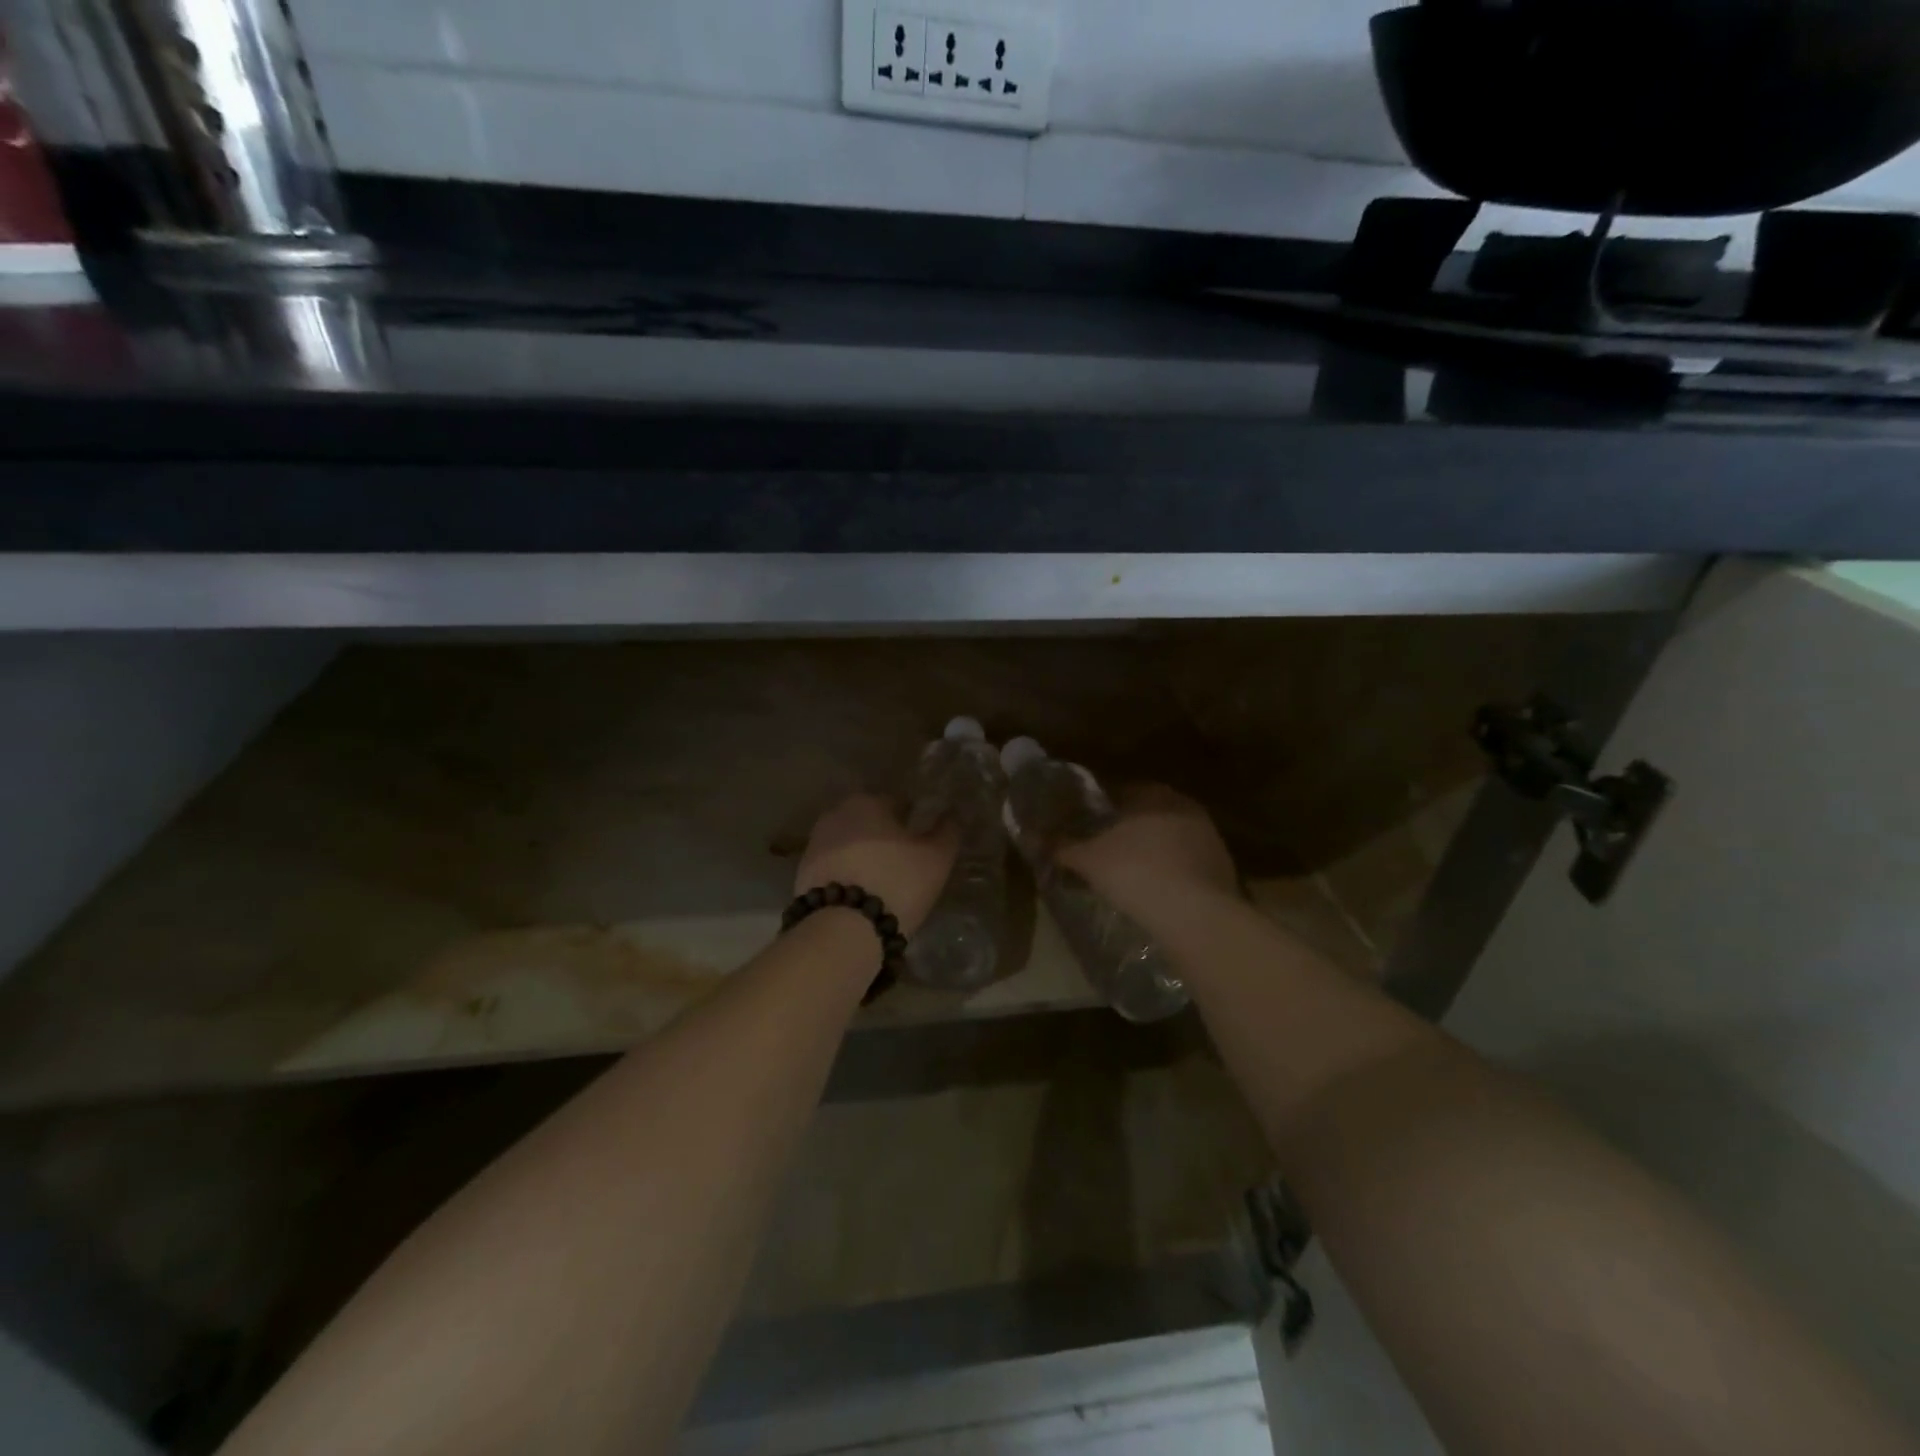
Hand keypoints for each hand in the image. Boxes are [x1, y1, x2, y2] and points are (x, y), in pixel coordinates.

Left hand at [795, 793, 958, 936]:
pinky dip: (847, 875)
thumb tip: (953, 814)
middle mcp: (835, 813)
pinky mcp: (802, 873)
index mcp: (867, 801)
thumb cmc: (896, 882)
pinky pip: (834, 867)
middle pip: (869, 822)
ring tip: (883, 883)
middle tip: (904, 864)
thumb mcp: (936, 858)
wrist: (842, 929)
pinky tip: (861, 895)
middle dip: (884, 837)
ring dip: (864, 856)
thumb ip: (948, 831)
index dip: (913, 821)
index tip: (923, 843)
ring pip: (849, 844)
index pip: (898, 802)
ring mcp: (814, 843)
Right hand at [1056, 784, 1239, 928]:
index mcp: (1156, 795)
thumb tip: (1035, 838)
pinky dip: (1170, 874)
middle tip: (1105, 848)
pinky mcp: (1223, 871)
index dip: (1104, 805)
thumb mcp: (1088, 859)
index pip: (1125, 790)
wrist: (1196, 916)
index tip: (1088, 822)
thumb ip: (1063, 846)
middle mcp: (1187, 809)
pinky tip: (1155, 893)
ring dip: (1152, 851)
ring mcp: (1210, 840)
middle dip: (1129, 829)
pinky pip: (1186, 865)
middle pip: (1150, 814)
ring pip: (1170, 839)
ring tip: (1128, 873)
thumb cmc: (1136, 872)